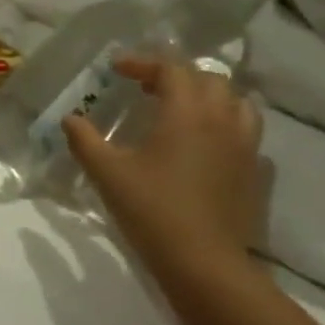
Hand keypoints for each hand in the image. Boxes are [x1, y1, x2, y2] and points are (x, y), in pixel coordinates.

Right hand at [64, 57, 263, 271]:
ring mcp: (245, 145)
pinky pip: (246, 130)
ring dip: (207, 95)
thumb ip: (85, 141)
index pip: (171, 69)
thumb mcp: (107, 174)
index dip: (143, 62)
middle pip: (207, 79)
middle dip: (175, 76)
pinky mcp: (254, 170)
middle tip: (145, 87)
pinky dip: (226, 123)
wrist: (203, 261)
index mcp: (187, 113)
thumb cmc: (151, 210)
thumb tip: (70, 119)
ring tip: (181, 108)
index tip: (116, 69)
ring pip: (235, 101)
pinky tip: (206, 143)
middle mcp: (222, 119)